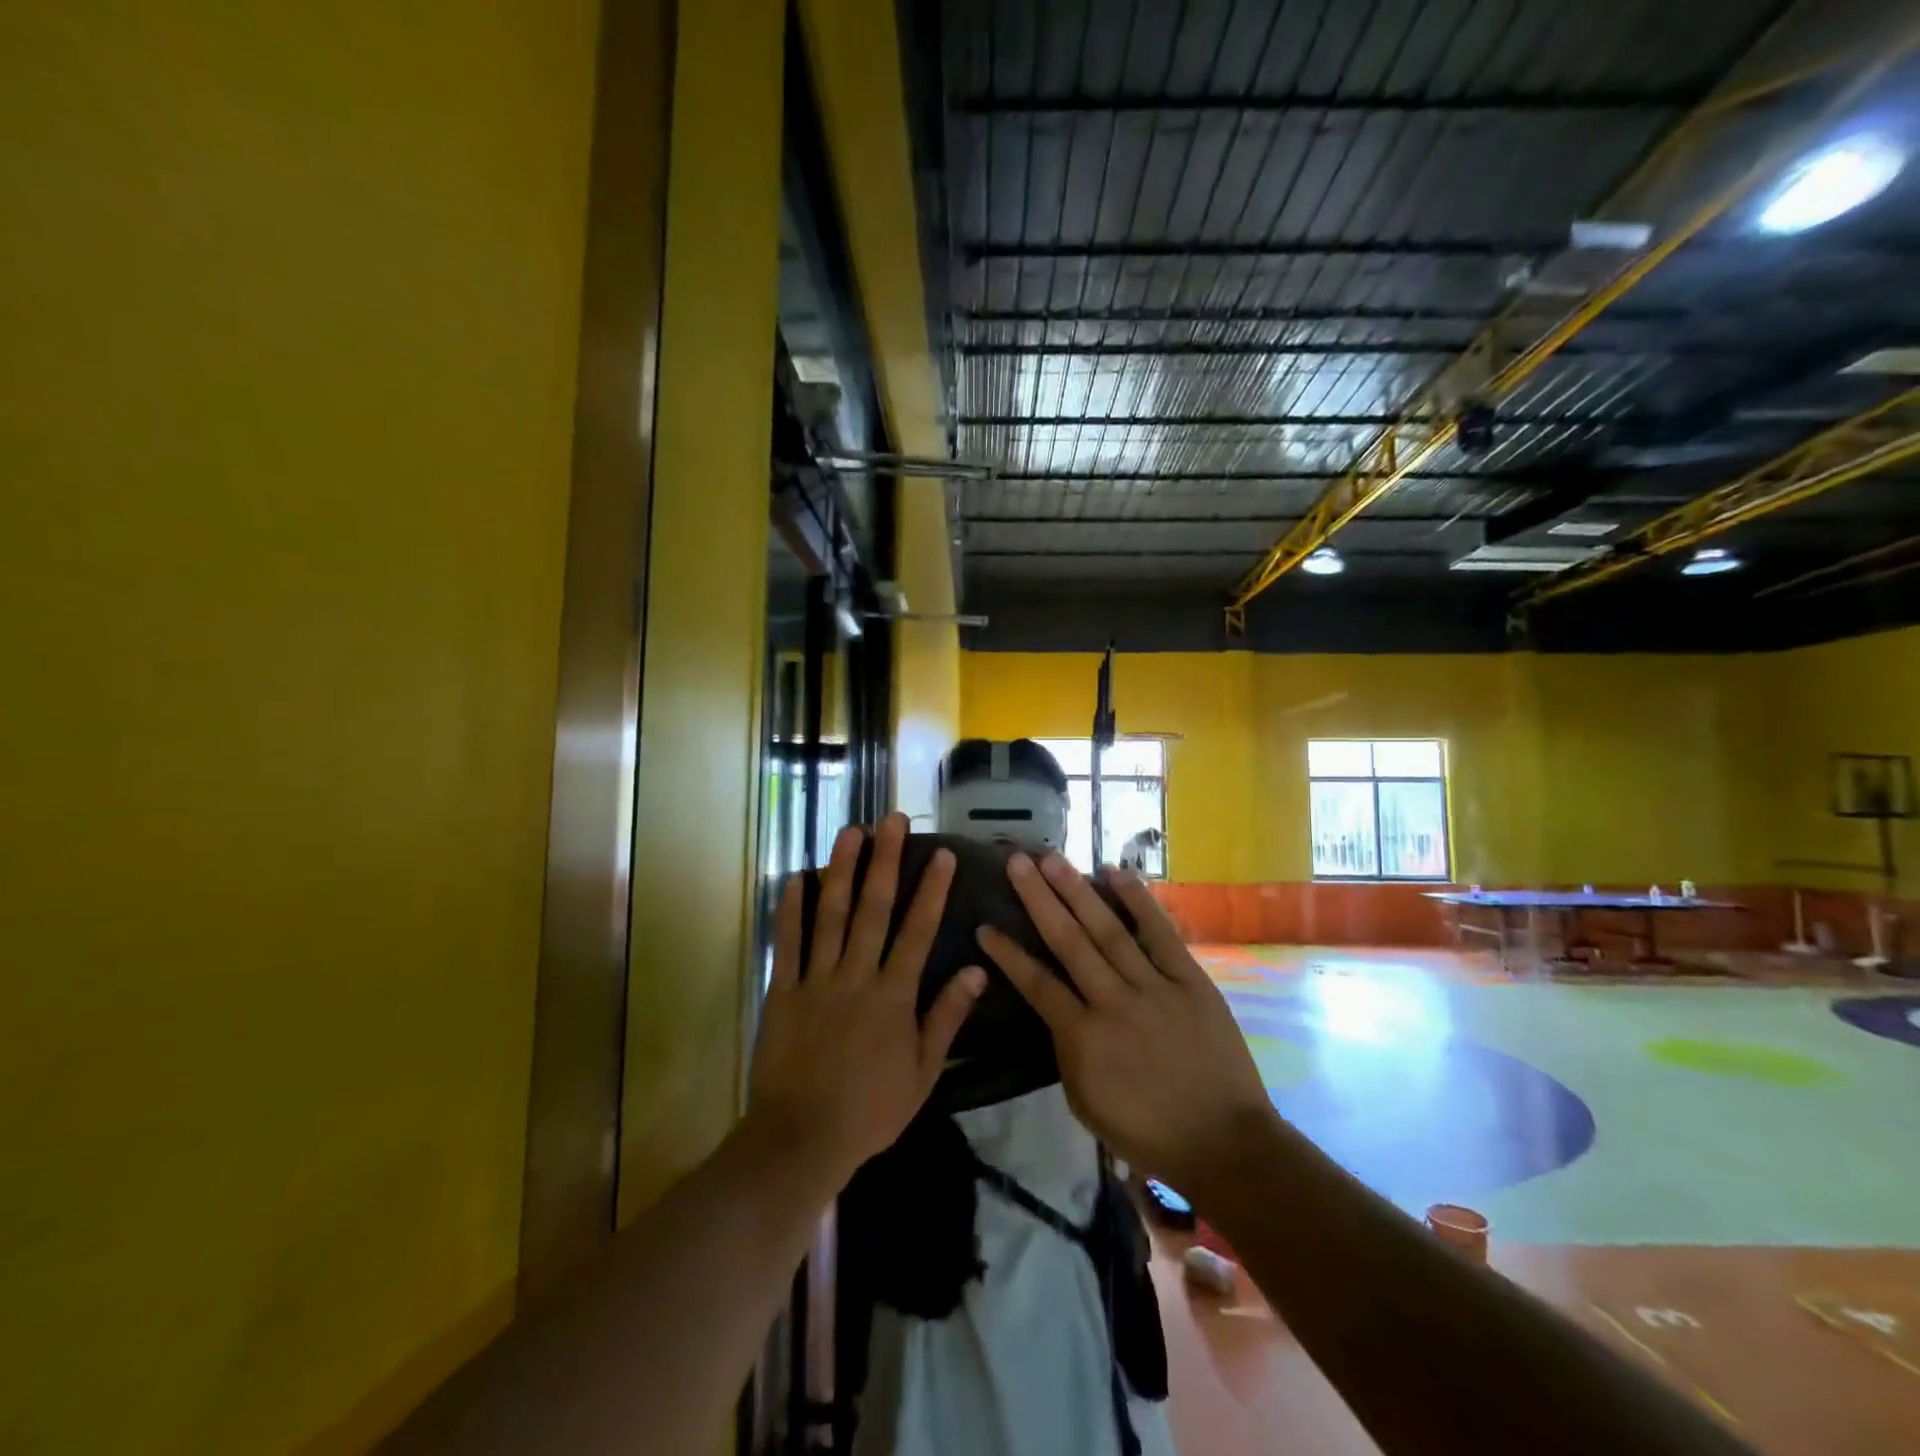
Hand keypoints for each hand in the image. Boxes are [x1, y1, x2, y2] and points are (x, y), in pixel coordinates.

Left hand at [747, 814, 985, 1189]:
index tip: (940, 853)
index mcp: (894, 995)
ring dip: (841, 870)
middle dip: (885, 860)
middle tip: (891, 819)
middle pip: (873, 908)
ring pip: (830, 915)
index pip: (918, 930)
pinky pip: (788, 944)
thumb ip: (947, 1017)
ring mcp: (817, 980)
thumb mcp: (923, 1072)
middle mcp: (857, 975)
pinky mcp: (784, 991)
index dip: (931, 889)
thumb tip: (977, 970)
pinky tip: (796, 878)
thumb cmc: (870, 1109)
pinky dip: (791, 910)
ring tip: (850, 832)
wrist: (802, 1139)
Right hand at [976, 853, 1273, 1199]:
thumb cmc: (1147, 1132)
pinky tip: (1116, 872)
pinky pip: (1160, 934)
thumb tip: (1058, 1006)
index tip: (985, 925)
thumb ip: (1067, 1049)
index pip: (1036, 985)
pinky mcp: (1190, 981)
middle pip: (1069, 941)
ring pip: (1108, 930)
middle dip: (1039, 899)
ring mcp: (1154, 987)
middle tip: (1017, 862)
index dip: (1008, 953)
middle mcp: (1114, 1003)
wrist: (1225, 1144)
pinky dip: (1138, 901)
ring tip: (1053, 859)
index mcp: (1084, 1039)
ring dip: (1078, 891)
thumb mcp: (1086, 1102)